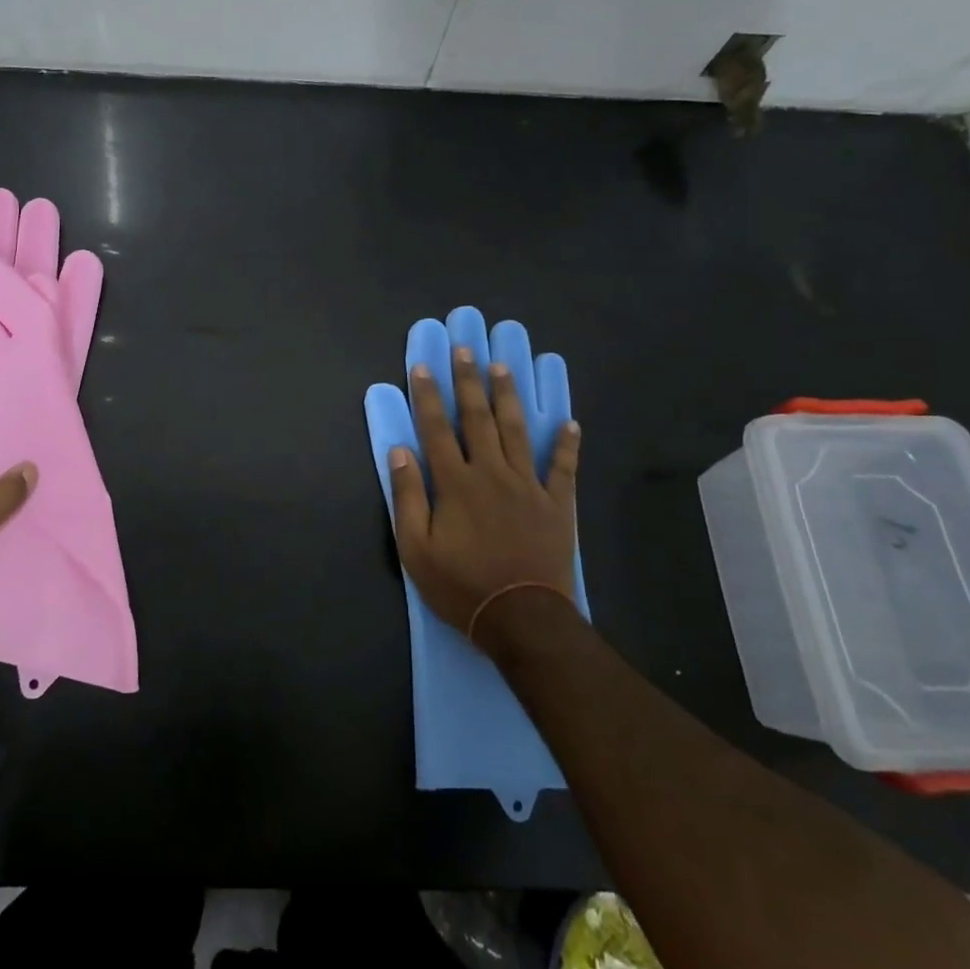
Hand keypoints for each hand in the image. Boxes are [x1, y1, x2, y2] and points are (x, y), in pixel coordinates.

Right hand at [388, 345, 580, 639]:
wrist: (522, 619)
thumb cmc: (461, 585)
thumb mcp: (416, 548)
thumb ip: (407, 495)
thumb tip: (399, 450)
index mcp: (455, 483)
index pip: (436, 428)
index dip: (427, 396)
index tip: (422, 366)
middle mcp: (491, 472)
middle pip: (478, 418)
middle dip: (468, 381)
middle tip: (465, 349)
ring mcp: (528, 485)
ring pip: (517, 430)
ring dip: (509, 397)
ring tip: (503, 367)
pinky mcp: (556, 503)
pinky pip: (563, 467)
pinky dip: (568, 445)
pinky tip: (570, 423)